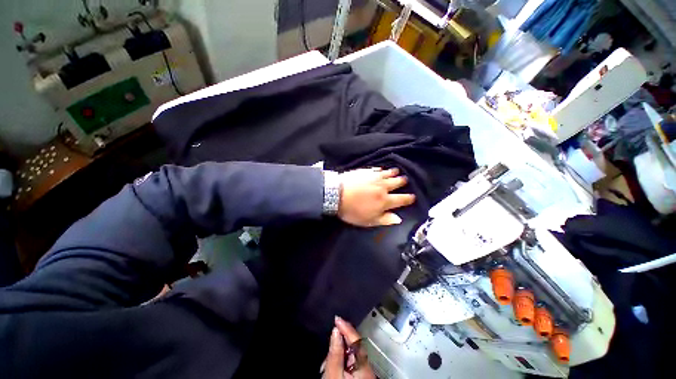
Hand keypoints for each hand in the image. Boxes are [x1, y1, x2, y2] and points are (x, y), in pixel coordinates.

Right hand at [322, 316, 374, 378]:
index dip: (346, 327)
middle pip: (354, 346)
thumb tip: (335, 331)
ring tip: (328, 358)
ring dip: (339, 351)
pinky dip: (341, 359)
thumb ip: (335, 353)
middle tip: (330, 336)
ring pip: (351, 354)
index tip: (337, 318)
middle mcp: (367, 367)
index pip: (356, 340)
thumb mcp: (333, 373)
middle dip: (341, 339)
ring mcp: (364, 373)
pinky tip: (333, 364)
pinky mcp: (359, 377)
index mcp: (364, 365)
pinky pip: (350, 362)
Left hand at [338, 168, 414, 226]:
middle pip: (396, 183)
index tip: (412, 197)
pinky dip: (381, 169)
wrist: (337, 194)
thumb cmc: (352, 210)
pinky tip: (381, 169)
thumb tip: (398, 219)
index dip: (408, 198)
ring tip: (397, 171)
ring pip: (388, 174)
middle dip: (402, 182)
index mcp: (384, 201)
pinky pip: (377, 169)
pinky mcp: (365, 171)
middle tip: (405, 180)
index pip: (401, 199)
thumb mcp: (369, 221)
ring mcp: (374, 177)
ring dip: (394, 173)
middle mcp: (383, 187)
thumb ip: (385, 219)